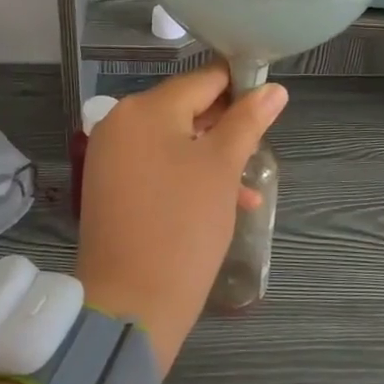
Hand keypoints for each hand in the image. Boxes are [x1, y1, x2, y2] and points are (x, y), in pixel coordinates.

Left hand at [76, 65, 287, 372]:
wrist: (131, 304)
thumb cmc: (183, 226)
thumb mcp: (223, 168)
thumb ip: (248, 121)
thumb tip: (274, 89)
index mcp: (145, 108)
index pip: (203, 79)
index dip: (241, 87)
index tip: (270, 107)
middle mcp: (121, 122)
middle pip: (186, 109)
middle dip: (226, 128)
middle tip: (257, 154)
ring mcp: (111, 155)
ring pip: (174, 140)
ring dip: (211, 156)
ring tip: (245, 187)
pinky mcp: (110, 185)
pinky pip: (156, 165)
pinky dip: (187, 175)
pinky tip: (221, 203)